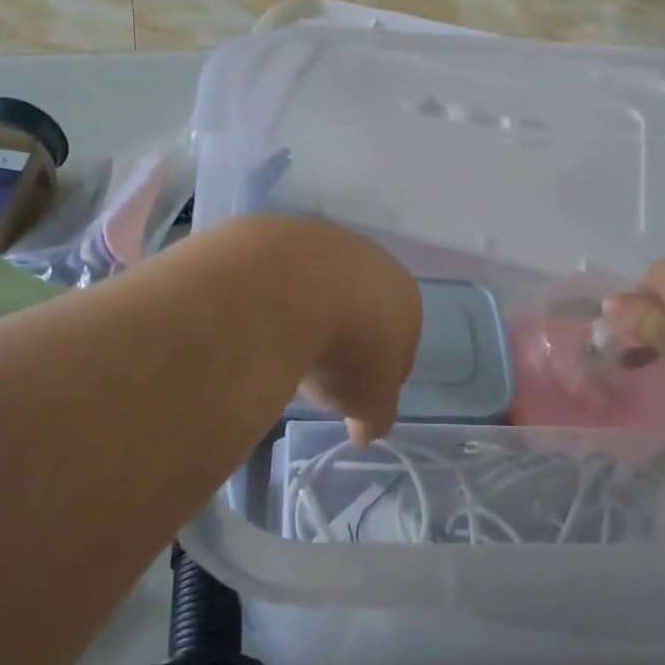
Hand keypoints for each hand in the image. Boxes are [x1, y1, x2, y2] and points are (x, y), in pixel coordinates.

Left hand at [256, 218, 422, 446]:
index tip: (361, 396)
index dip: (383, 372)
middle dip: (348, 336)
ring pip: (320, 286)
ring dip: (309, 312)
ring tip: (285, 345)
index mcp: (405, 297)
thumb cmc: (345, 349)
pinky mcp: (276, 231)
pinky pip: (279, 275)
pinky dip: (273, 296)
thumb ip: (374, 416)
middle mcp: (370, 259)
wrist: (285, 288)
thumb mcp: (368, 399)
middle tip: (322, 371)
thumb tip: (366, 433)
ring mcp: (322, 239)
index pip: (404, 343)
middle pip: (363, 307)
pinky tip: (259, 318)